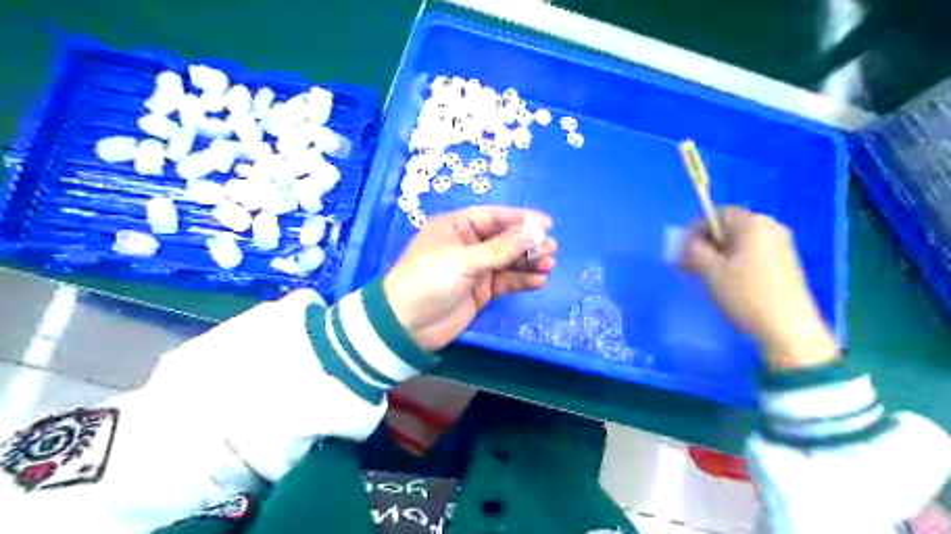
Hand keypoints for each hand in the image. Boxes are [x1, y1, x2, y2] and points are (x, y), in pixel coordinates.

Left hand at [381, 207, 559, 351]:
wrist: (407, 326)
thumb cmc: (428, 281)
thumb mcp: (463, 260)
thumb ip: (500, 248)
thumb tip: (533, 231)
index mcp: (457, 227)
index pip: (493, 217)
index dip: (519, 218)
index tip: (546, 223)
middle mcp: (468, 245)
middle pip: (504, 239)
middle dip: (528, 243)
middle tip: (551, 248)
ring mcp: (476, 269)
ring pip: (509, 261)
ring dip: (529, 262)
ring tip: (549, 264)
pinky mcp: (481, 291)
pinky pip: (506, 281)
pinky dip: (522, 280)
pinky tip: (539, 281)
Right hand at [677, 207, 837, 368]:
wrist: (788, 329)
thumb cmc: (745, 295)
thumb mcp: (710, 271)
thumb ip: (694, 250)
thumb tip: (688, 243)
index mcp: (753, 224)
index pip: (717, 214)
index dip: (695, 229)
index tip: (683, 251)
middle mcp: (770, 227)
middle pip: (729, 227)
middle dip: (705, 243)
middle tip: (688, 264)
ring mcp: (781, 245)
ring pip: (739, 242)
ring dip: (717, 254)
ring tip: (703, 275)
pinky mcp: (785, 262)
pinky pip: (752, 253)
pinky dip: (734, 261)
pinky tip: (726, 281)